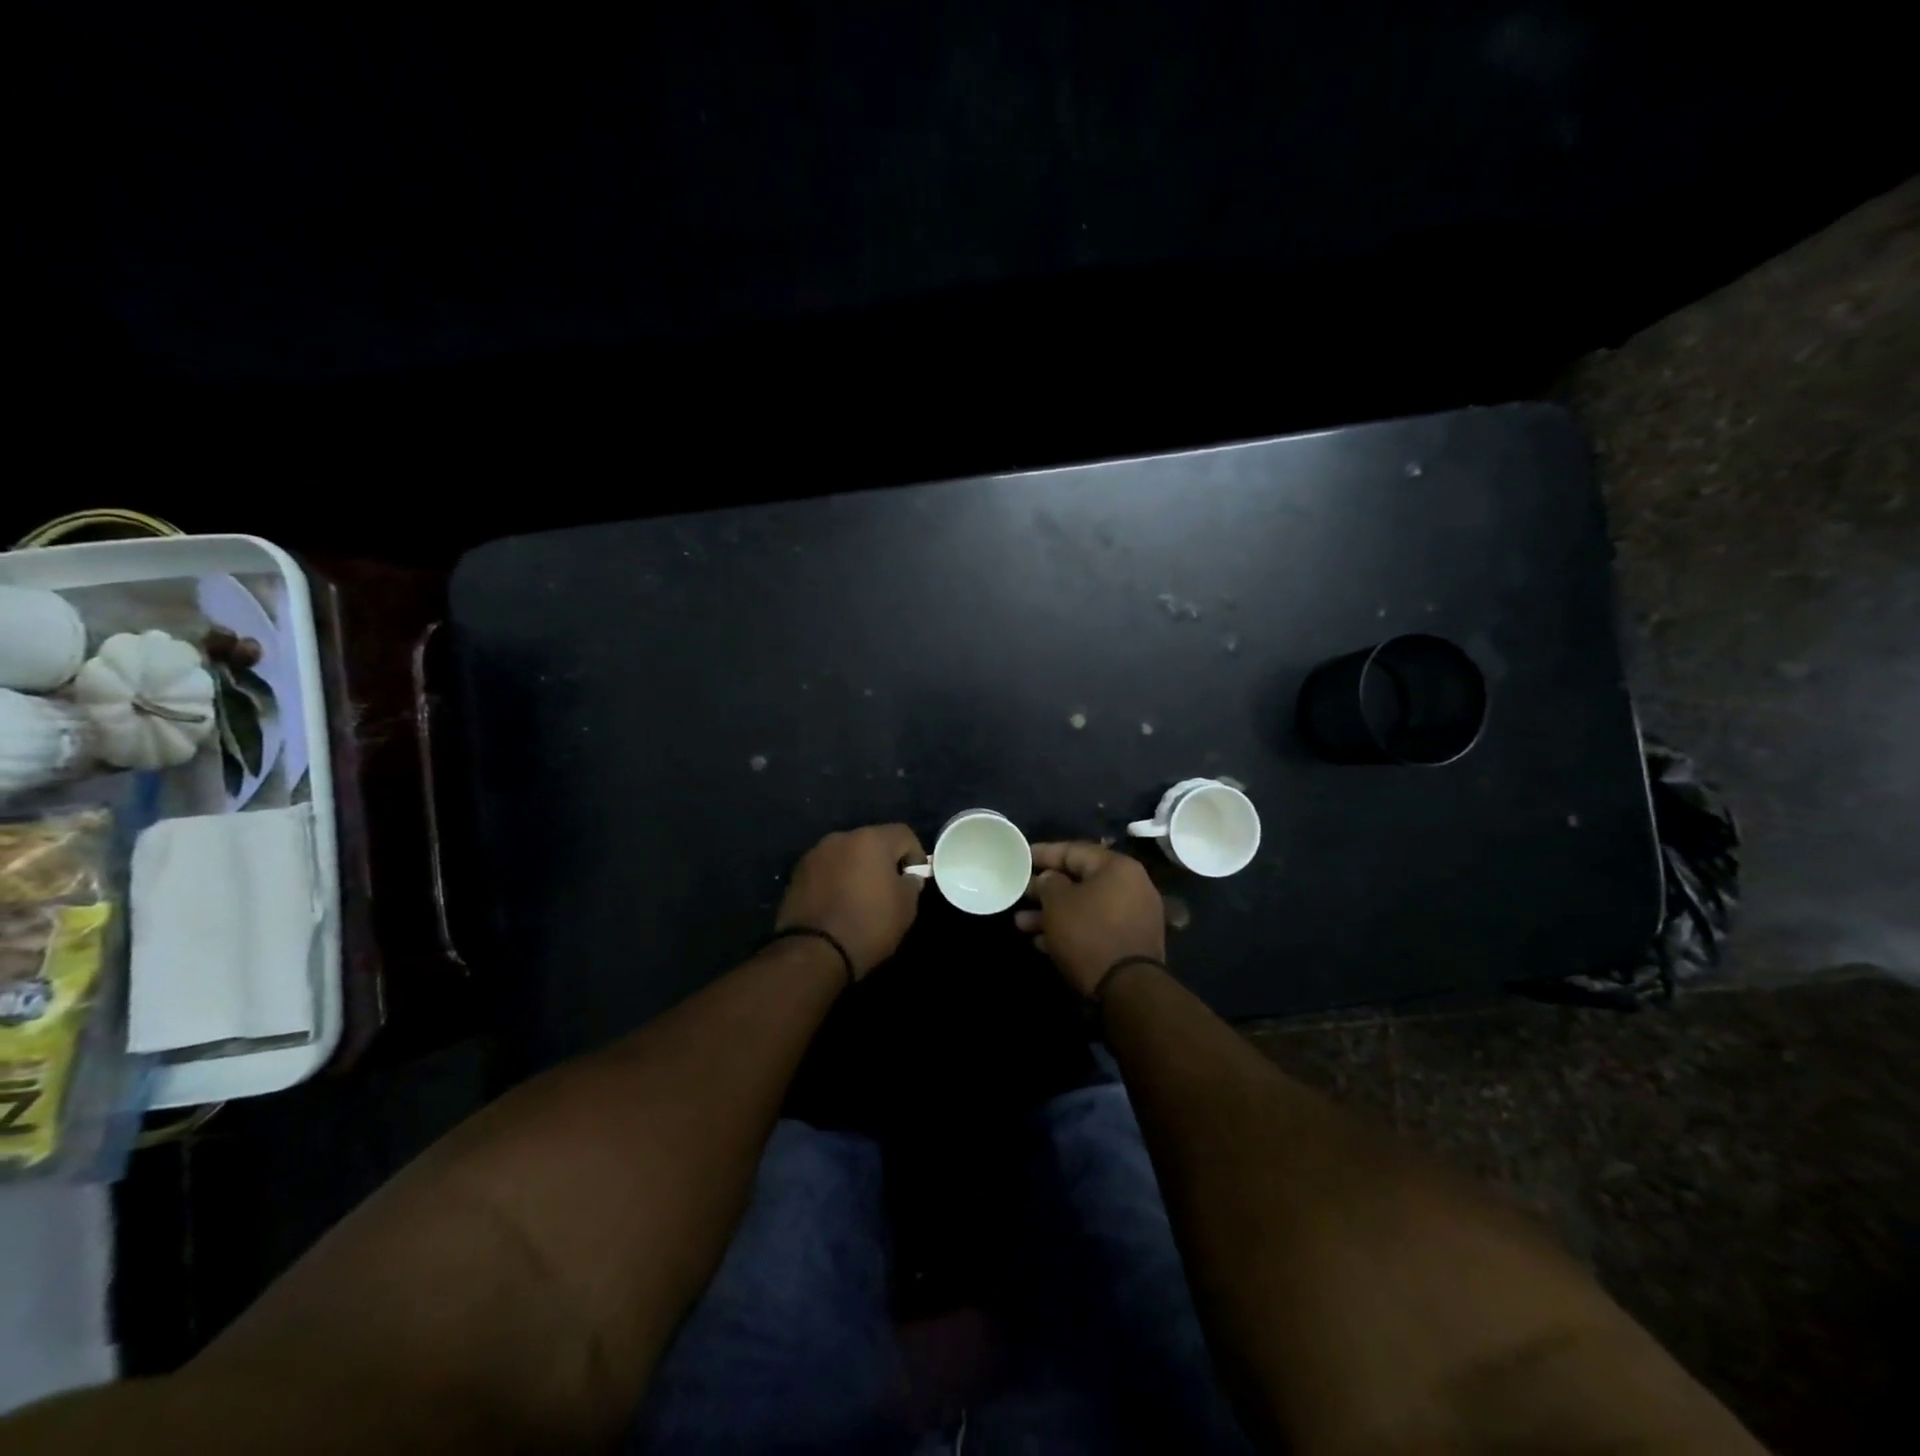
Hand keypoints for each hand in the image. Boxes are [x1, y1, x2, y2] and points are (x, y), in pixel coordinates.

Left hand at [776, 824, 927, 978]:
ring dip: (857, 869)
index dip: (915, 855)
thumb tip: (906, 877)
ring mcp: (815, 855)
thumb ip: (911, 884)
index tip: (914, 880)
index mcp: (871, 840)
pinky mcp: (796, 874)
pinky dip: (836, 880)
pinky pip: (826, 870)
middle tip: (889, 889)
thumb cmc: (868, 925)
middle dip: (883, 861)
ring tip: (860, 898)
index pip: (903, 834)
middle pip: (872, 842)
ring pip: (846, 855)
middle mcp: (841, 838)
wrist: (813, 952)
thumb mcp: (906, 908)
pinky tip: (838, 905)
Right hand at [1015, 841, 1165, 997]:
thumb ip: (1048, 883)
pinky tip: (1042, 943)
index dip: (1044, 853)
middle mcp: (1131, 886)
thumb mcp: (1058, 903)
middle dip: (1046, 890)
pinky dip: (1071, 930)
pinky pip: (1095, 926)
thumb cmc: (1089, 934)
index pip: (1074, 850)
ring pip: (1085, 906)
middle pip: (1080, 880)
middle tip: (1020, 894)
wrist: (1128, 989)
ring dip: (1053, 914)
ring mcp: (1133, 916)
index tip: (1021, 857)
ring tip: (1021, 924)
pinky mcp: (1130, 942)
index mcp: (1117, 867)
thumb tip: (1050, 879)